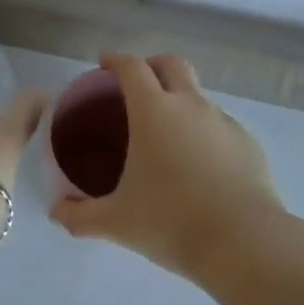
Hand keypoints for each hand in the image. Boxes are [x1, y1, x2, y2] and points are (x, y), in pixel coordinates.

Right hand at [50, 53, 281, 278]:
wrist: (245, 244)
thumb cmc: (171, 222)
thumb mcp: (117, 222)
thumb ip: (80, 216)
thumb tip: (55, 212)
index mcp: (154, 111)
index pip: (132, 67)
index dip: (116, 60)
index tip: (104, 64)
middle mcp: (190, 105)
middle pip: (171, 64)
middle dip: (152, 65)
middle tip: (137, 85)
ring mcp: (224, 122)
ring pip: (198, 96)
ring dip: (180, 102)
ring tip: (168, 136)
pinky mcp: (248, 144)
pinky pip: (220, 127)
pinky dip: (205, 133)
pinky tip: (200, 166)